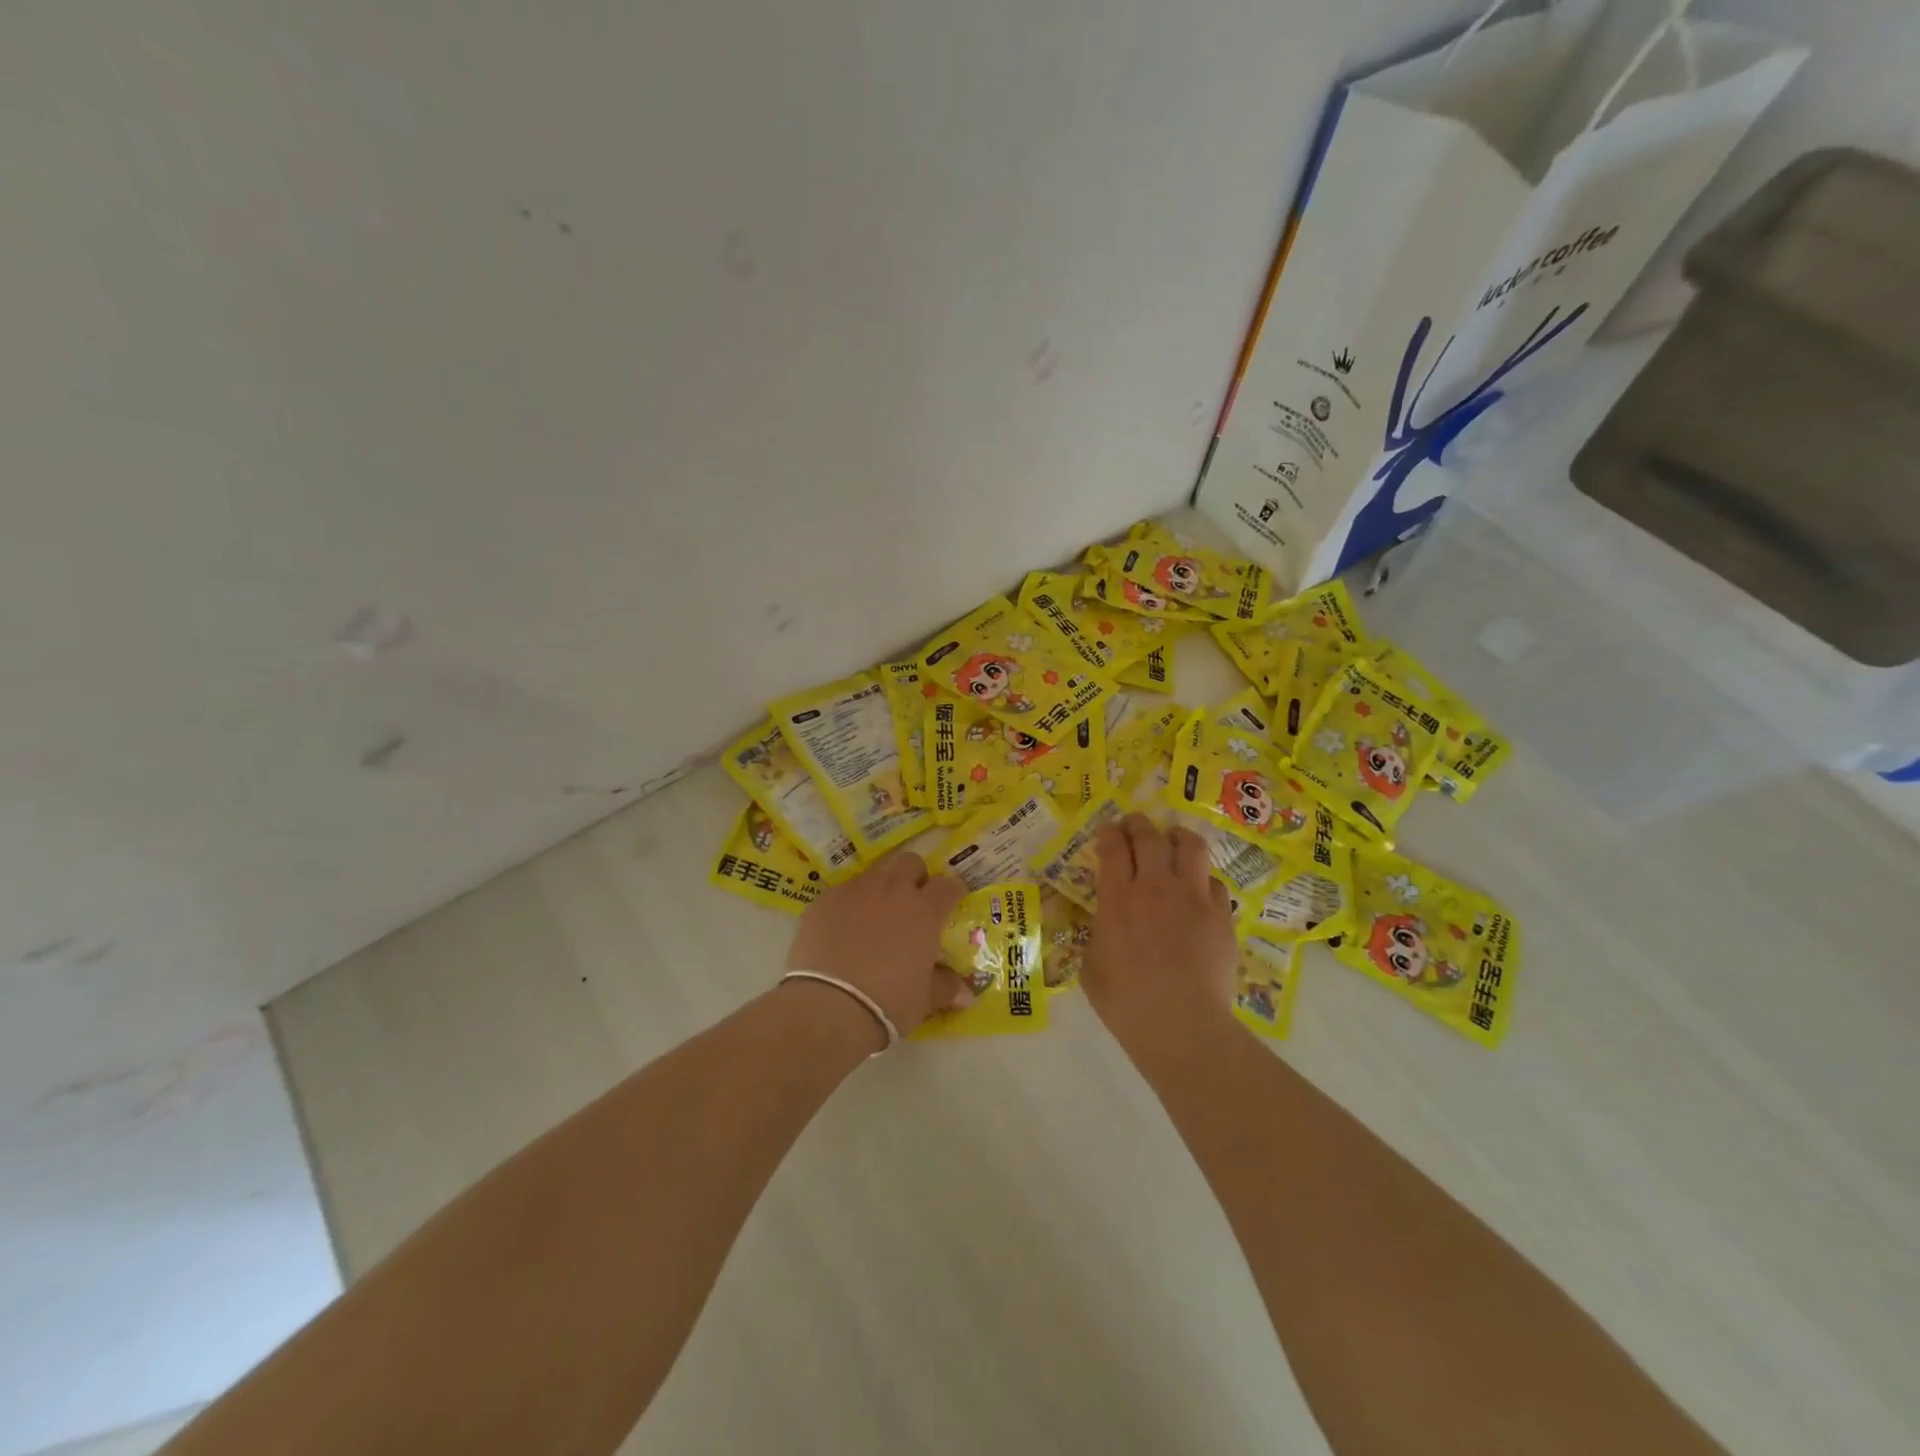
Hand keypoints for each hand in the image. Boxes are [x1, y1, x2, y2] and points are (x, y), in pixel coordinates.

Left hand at [785, 852, 972, 1042]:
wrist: (829, 1007)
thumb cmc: (889, 1003)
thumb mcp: (924, 1000)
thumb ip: (945, 988)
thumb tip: (966, 995)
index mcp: (924, 911)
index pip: (947, 885)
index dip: (951, 891)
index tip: (951, 900)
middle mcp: (892, 891)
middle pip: (910, 862)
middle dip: (914, 876)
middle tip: (912, 900)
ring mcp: (855, 891)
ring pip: (874, 873)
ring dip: (880, 887)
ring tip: (874, 915)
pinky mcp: (824, 900)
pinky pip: (842, 892)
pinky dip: (848, 904)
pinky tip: (841, 929)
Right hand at [1084, 814, 1237, 1045]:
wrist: (1180, 1024)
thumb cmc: (1125, 1001)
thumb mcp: (1092, 966)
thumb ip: (1099, 934)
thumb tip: (1106, 926)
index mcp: (1117, 897)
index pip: (1112, 846)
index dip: (1109, 832)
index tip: (1108, 831)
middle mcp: (1155, 886)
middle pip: (1149, 836)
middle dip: (1139, 824)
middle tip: (1135, 824)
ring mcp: (1192, 897)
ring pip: (1190, 846)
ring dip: (1178, 837)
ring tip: (1174, 839)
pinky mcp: (1221, 915)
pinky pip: (1214, 883)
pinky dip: (1203, 881)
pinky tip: (1199, 892)